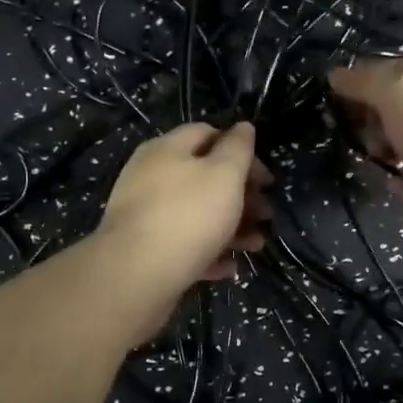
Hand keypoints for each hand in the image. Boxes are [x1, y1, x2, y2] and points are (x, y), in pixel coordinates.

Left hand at [96, 122, 273, 313]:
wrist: (136, 274)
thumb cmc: (188, 216)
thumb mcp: (224, 175)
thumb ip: (238, 149)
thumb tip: (243, 127)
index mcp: (166, 150)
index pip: (207, 134)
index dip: (240, 150)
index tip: (266, 178)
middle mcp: (150, 177)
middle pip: (203, 177)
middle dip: (240, 194)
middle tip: (266, 214)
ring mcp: (145, 215)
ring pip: (195, 214)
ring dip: (231, 226)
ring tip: (255, 245)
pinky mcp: (145, 250)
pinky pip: (183, 245)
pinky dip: (208, 252)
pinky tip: (228, 267)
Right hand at [328, 59, 402, 259]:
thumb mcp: (399, 91)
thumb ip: (366, 82)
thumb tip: (335, 75)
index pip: (401, 70)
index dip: (367, 77)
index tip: (335, 90)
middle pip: (402, 109)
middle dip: (373, 115)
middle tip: (348, 125)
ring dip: (384, 149)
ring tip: (367, 154)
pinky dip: (399, 182)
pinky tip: (387, 181)